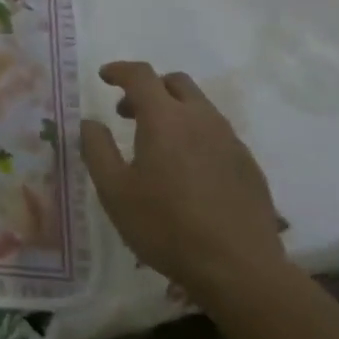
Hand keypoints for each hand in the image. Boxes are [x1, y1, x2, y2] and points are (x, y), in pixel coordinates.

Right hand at [79, 62, 287, 302]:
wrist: (239, 267)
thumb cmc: (166, 226)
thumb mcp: (114, 191)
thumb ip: (97, 149)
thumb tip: (90, 122)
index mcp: (165, 119)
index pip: (141, 76)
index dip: (119, 70)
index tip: (104, 77)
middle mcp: (201, 119)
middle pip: (175, 82)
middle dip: (149, 88)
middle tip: (127, 113)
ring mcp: (230, 140)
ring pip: (199, 106)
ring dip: (173, 110)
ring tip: (155, 144)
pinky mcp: (248, 164)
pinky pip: (216, 133)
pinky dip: (194, 134)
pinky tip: (186, 170)